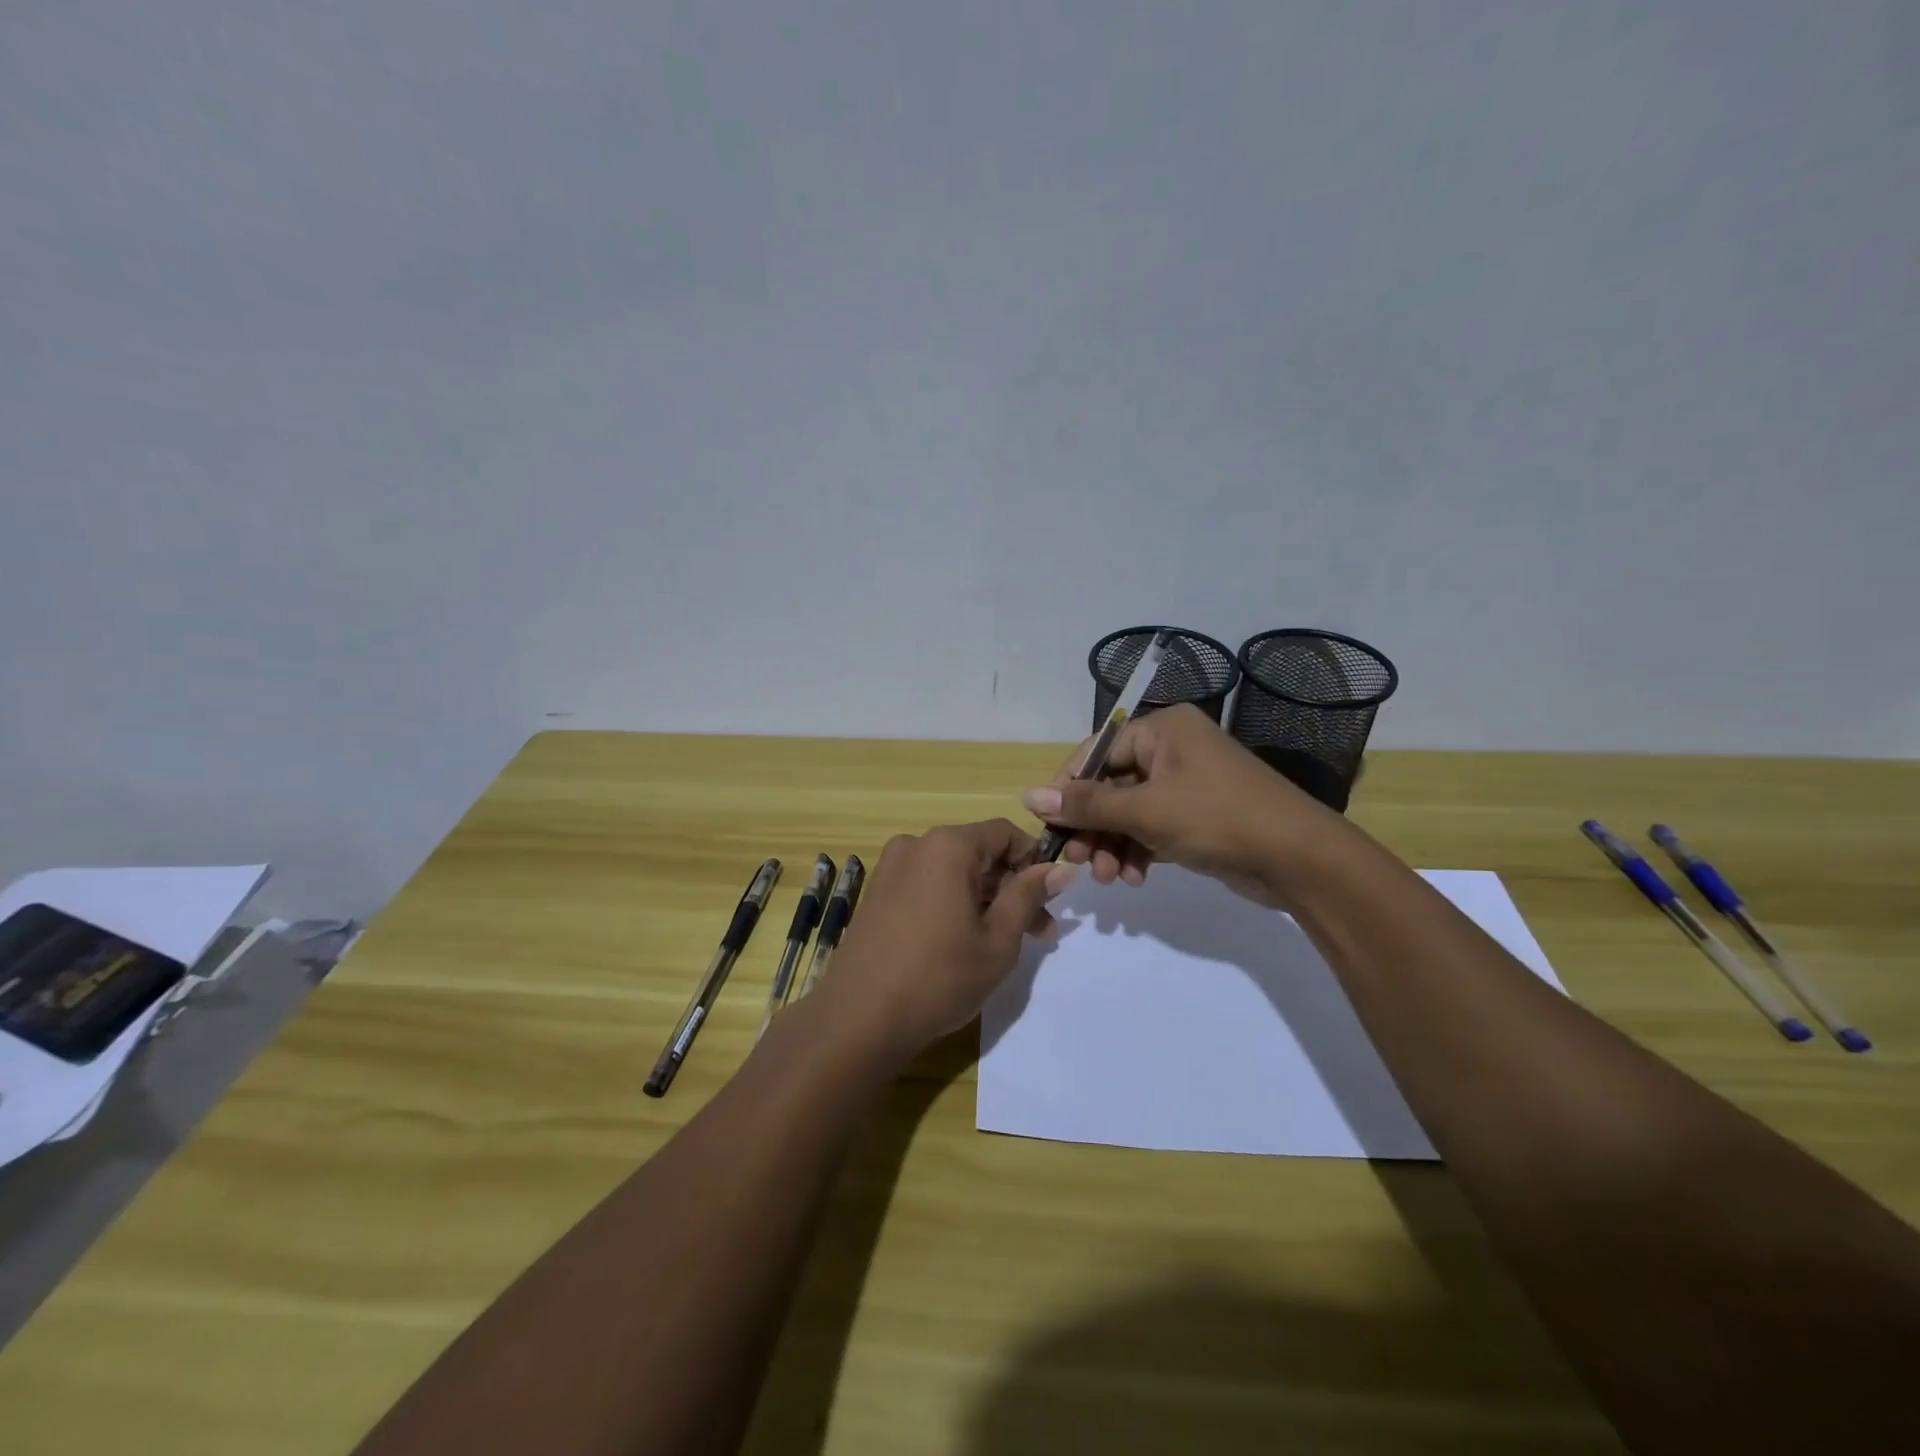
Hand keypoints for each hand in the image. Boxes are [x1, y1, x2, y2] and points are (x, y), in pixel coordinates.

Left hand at [820, 820, 1076, 1062]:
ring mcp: (892, 869)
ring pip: (953, 872)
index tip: (1051, 898)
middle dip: (1012, 887)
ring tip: (1007, 943)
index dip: (1034, 860)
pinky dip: (954, 903)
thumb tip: (1061, 868)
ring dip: (985, 899)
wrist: (859, 1019)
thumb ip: (1028, 896)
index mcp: (948, 846)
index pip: (1005, 832)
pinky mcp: (878, 894)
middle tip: (1040, 931)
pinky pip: (928, 885)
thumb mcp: (998, 940)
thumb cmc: (939, 977)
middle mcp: (916, 845)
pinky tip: (965, 941)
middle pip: (979, 852)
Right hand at [1020, 703, 1343, 908]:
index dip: (1068, 790)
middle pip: (1111, 785)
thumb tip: (1029, 798)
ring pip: (1129, 811)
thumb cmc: (1218, 818)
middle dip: (1093, 826)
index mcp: (1162, 729)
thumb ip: (1087, 805)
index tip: (1048, 827)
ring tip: (1108, 878)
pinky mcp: (1196, 815)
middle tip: (1077, 862)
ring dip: (1113, 845)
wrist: (1299, 859)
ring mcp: (1186, 783)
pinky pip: (1151, 827)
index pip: (1096, 752)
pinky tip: (1133, 878)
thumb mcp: (1146, 811)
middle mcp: (1172, 749)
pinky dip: (1137, 851)